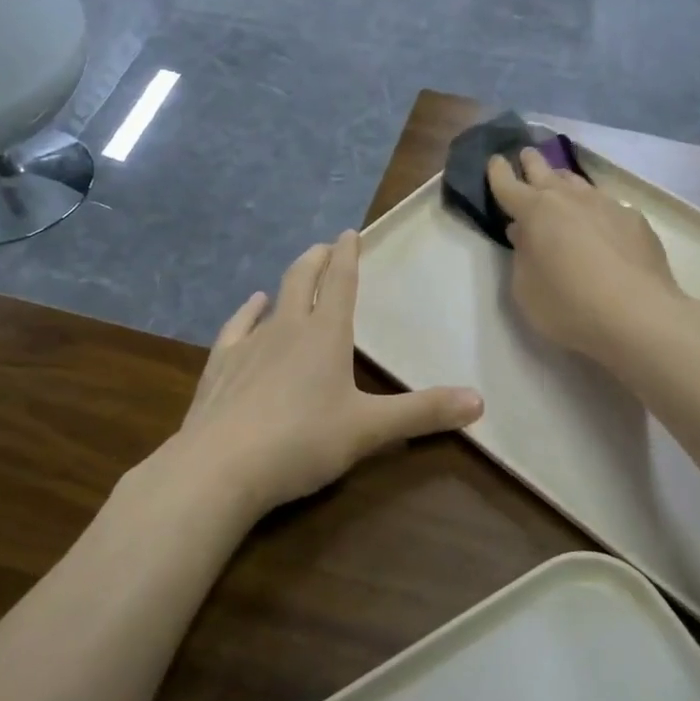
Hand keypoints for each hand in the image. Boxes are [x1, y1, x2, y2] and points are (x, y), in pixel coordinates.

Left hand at [173, 230, 483, 519]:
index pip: (342, 284)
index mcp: (326, 335)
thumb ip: (423, 413)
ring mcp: (248, 345)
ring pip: (272, 301)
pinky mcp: (220, 367)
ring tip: (297, 273)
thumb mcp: (369, 429)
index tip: (350, 233)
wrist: (220, 467)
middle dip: (318, 260)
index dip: (349, 257)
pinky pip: (236, 328)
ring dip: (287, 283)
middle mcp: (287, 329)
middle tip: (326, 246)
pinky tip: (250, 307)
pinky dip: (247, 312)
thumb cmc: (302, 442)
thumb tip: (480, 402)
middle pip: (304, 281)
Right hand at [488, 147, 685, 363]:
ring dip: (564, 181)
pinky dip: (595, 209)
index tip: (495, 160)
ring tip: (560, 182)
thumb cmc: (568, 305)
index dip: (498, 172)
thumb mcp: (525, 290)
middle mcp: (570, 199)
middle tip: (525, 155)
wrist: (637, 315)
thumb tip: (525, 234)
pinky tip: (600, 223)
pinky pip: (607, 206)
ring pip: (578, 183)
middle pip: (545, 171)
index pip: (508, 185)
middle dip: (531, 162)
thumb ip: (521, 257)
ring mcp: (606, 205)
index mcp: (535, 212)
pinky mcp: (635, 220)